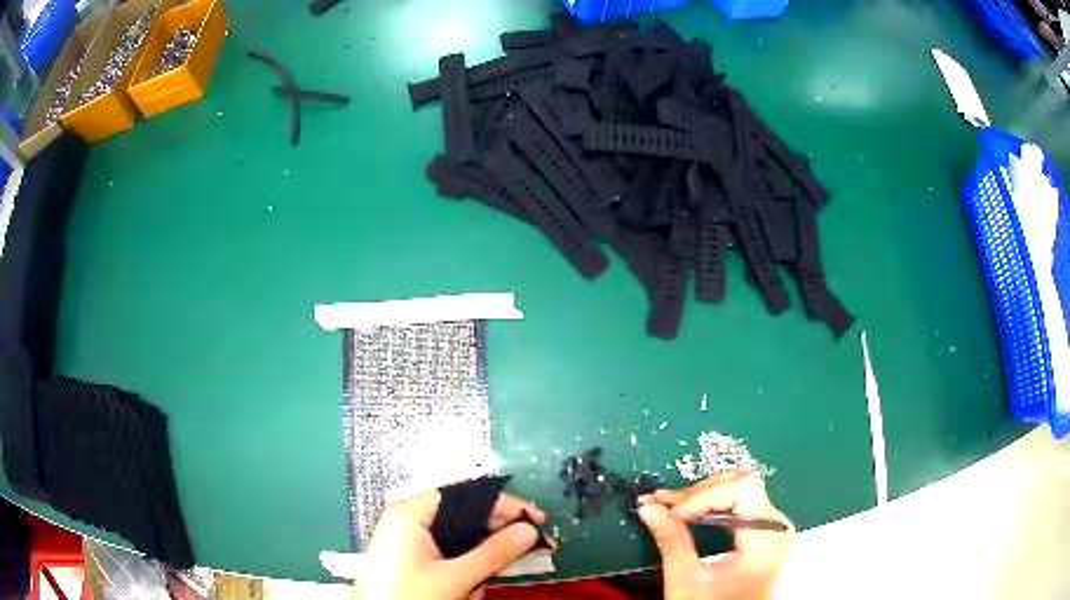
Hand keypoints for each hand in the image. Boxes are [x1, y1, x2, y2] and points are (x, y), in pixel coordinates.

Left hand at [354, 490, 548, 599]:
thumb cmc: (408, 596)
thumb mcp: (453, 578)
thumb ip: (492, 554)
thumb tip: (529, 530)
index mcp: (410, 514)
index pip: (465, 496)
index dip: (503, 505)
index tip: (536, 519)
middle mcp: (408, 521)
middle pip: (463, 516)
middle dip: (495, 535)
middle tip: (532, 545)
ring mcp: (408, 541)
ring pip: (458, 538)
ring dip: (481, 557)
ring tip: (495, 576)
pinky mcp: (411, 559)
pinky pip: (447, 553)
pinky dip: (466, 566)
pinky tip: (474, 585)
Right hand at [638, 472, 793, 599]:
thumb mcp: (687, 580)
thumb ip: (671, 541)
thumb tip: (649, 507)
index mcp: (766, 537)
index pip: (741, 489)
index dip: (704, 495)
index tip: (671, 512)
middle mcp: (776, 525)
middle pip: (740, 485)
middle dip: (699, 493)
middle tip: (664, 504)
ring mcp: (772, 526)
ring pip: (738, 490)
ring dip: (702, 496)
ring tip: (670, 506)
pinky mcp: (763, 531)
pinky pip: (740, 504)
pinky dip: (711, 505)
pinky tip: (688, 511)